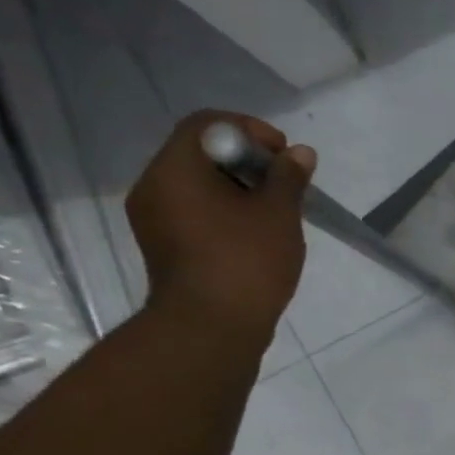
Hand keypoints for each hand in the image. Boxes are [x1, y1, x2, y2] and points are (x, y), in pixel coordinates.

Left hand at [126, 112, 315, 342]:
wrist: (211, 329)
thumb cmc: (245, 262)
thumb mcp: (278, 213)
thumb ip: (289, 176)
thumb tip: (300, 153)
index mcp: (175, 169)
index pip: (208, 124)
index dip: (251, 130)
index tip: (283, 155)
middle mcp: (154, 187)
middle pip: (201, 153)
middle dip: (248, 161)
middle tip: (284, 184)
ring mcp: (154, 219)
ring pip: (199, 185)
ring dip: (239, 188)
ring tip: (275, 212)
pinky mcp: (164, 246)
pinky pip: (194, 212)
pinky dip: (224, 212)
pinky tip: (254, 234)